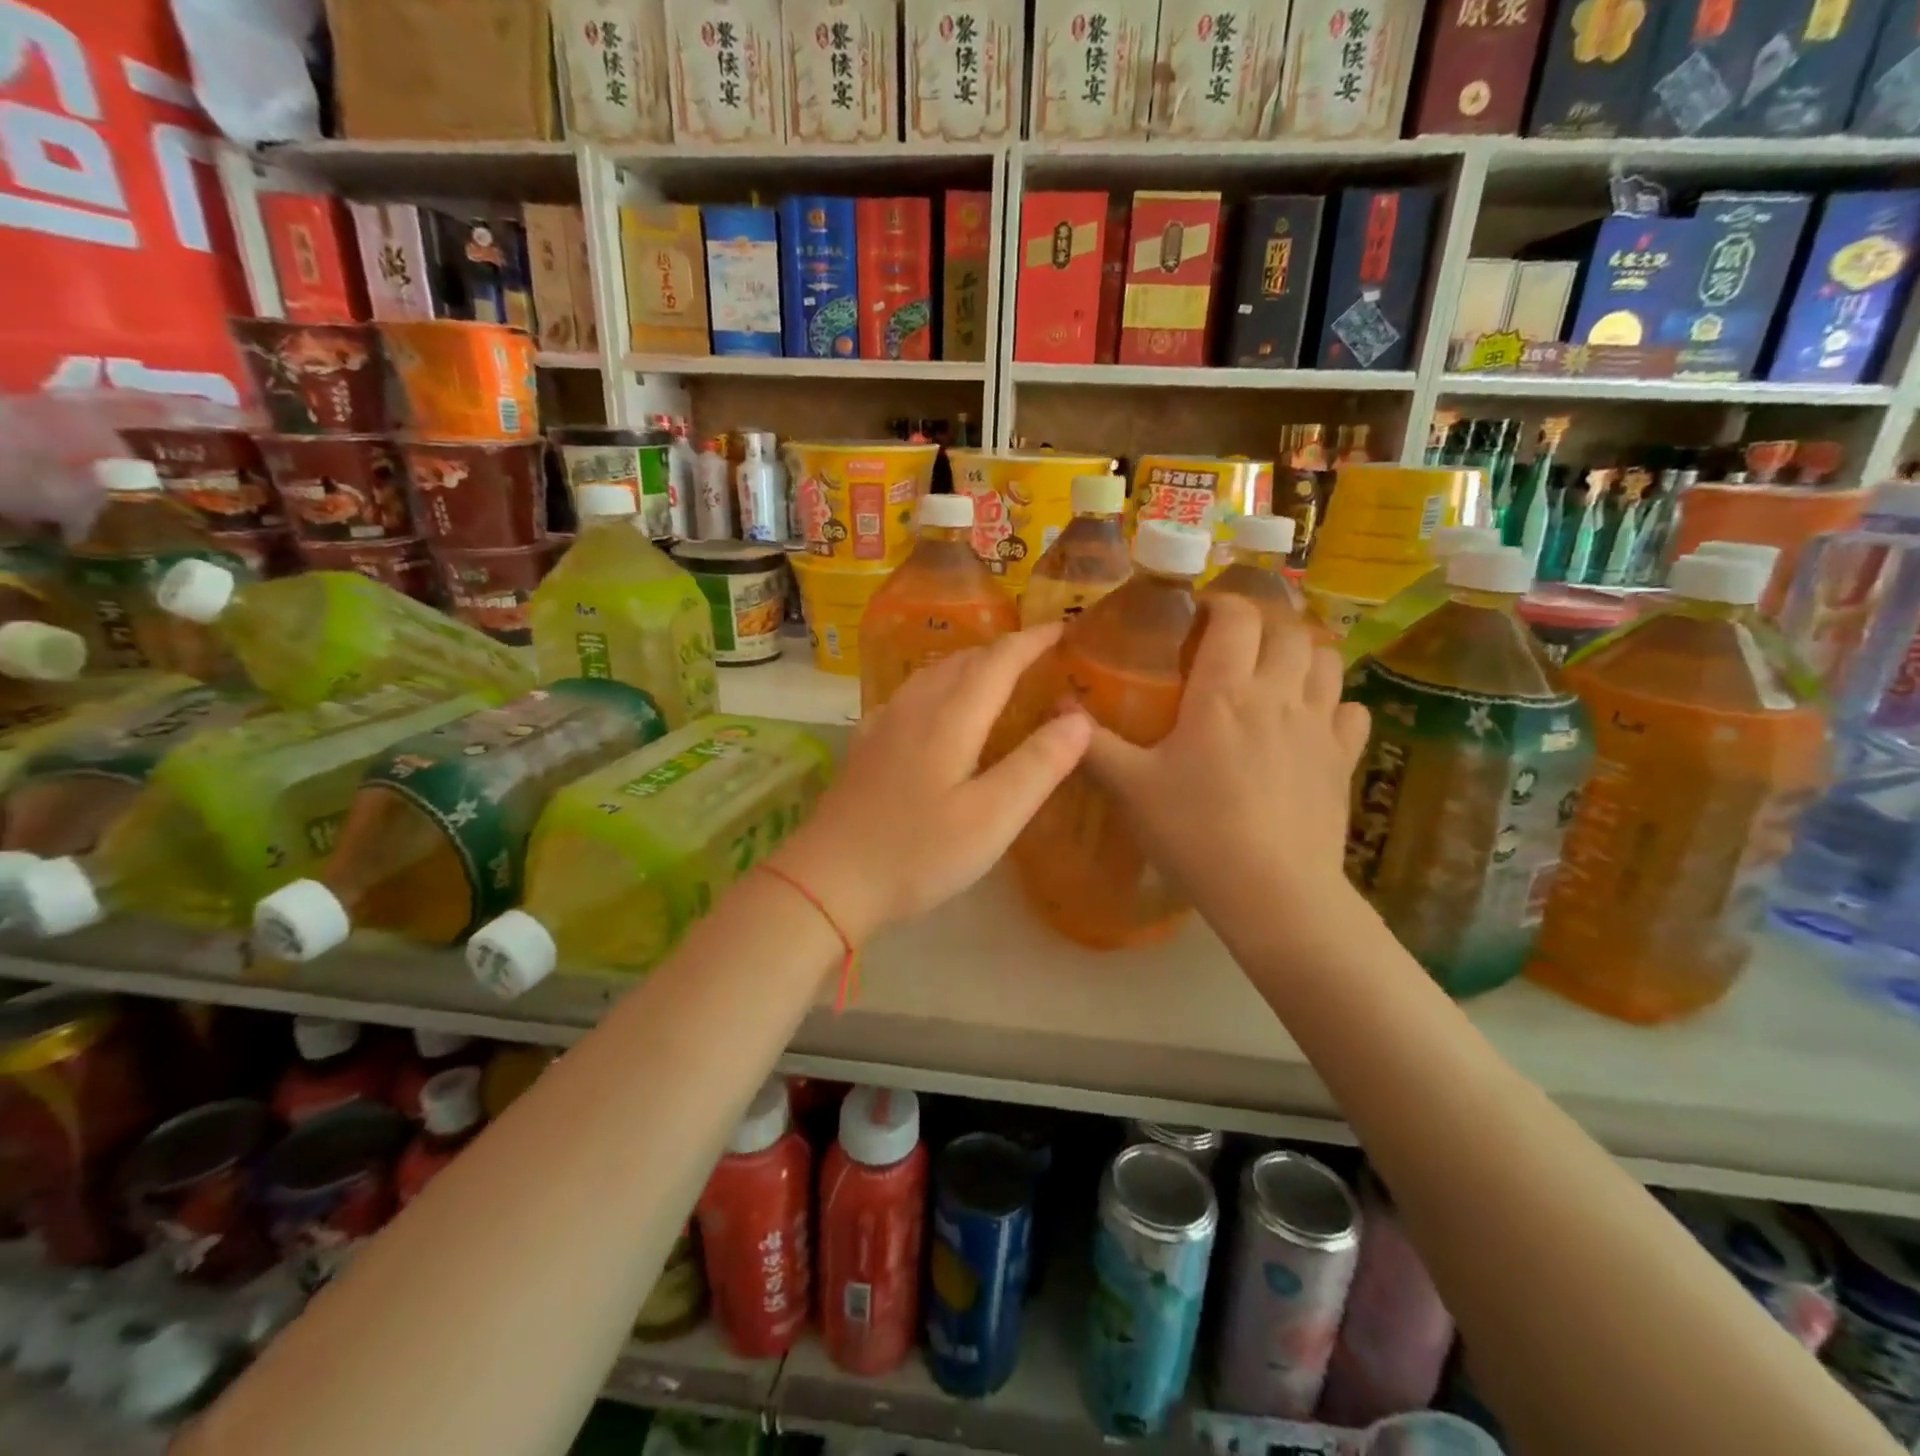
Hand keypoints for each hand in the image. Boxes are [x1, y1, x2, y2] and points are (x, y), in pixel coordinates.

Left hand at [773, 625, 1091, 941]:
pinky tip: (937, 709)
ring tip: (995, 675)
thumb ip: (1038, 765)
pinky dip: (938, 687)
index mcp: (951, 717)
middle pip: (963, 660)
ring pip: (933, 674)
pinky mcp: (867, 747)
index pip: (998, 661)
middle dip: (1004, 650)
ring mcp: (884, 725)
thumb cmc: (918, 853)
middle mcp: (915, 708)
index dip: (1032, 641)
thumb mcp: (992, 817)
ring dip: (970, 665)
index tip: (1062, 629)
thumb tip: (1079, 718)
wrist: (829, 879)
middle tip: (1038, 656)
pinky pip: (910, 696)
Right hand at [1079, 595, 1370, 927]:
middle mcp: (1279, 695)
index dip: (1220, 602)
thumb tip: (1056, 705)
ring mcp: (1320, 726)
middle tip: (1233, 643)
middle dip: (1262, 624)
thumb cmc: (1196, 833)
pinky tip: (1313, 720)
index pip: (1235, 617)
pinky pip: (1352, 711)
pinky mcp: (1344, 760)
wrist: (1274, 893)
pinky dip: (1335, 703)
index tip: (1198, 612)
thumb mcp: (1131, 789)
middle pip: (1287, 630)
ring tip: (1275, 672)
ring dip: (1302, 655)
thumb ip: (1093, 744)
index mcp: (1225, 693)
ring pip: (1327, 661)